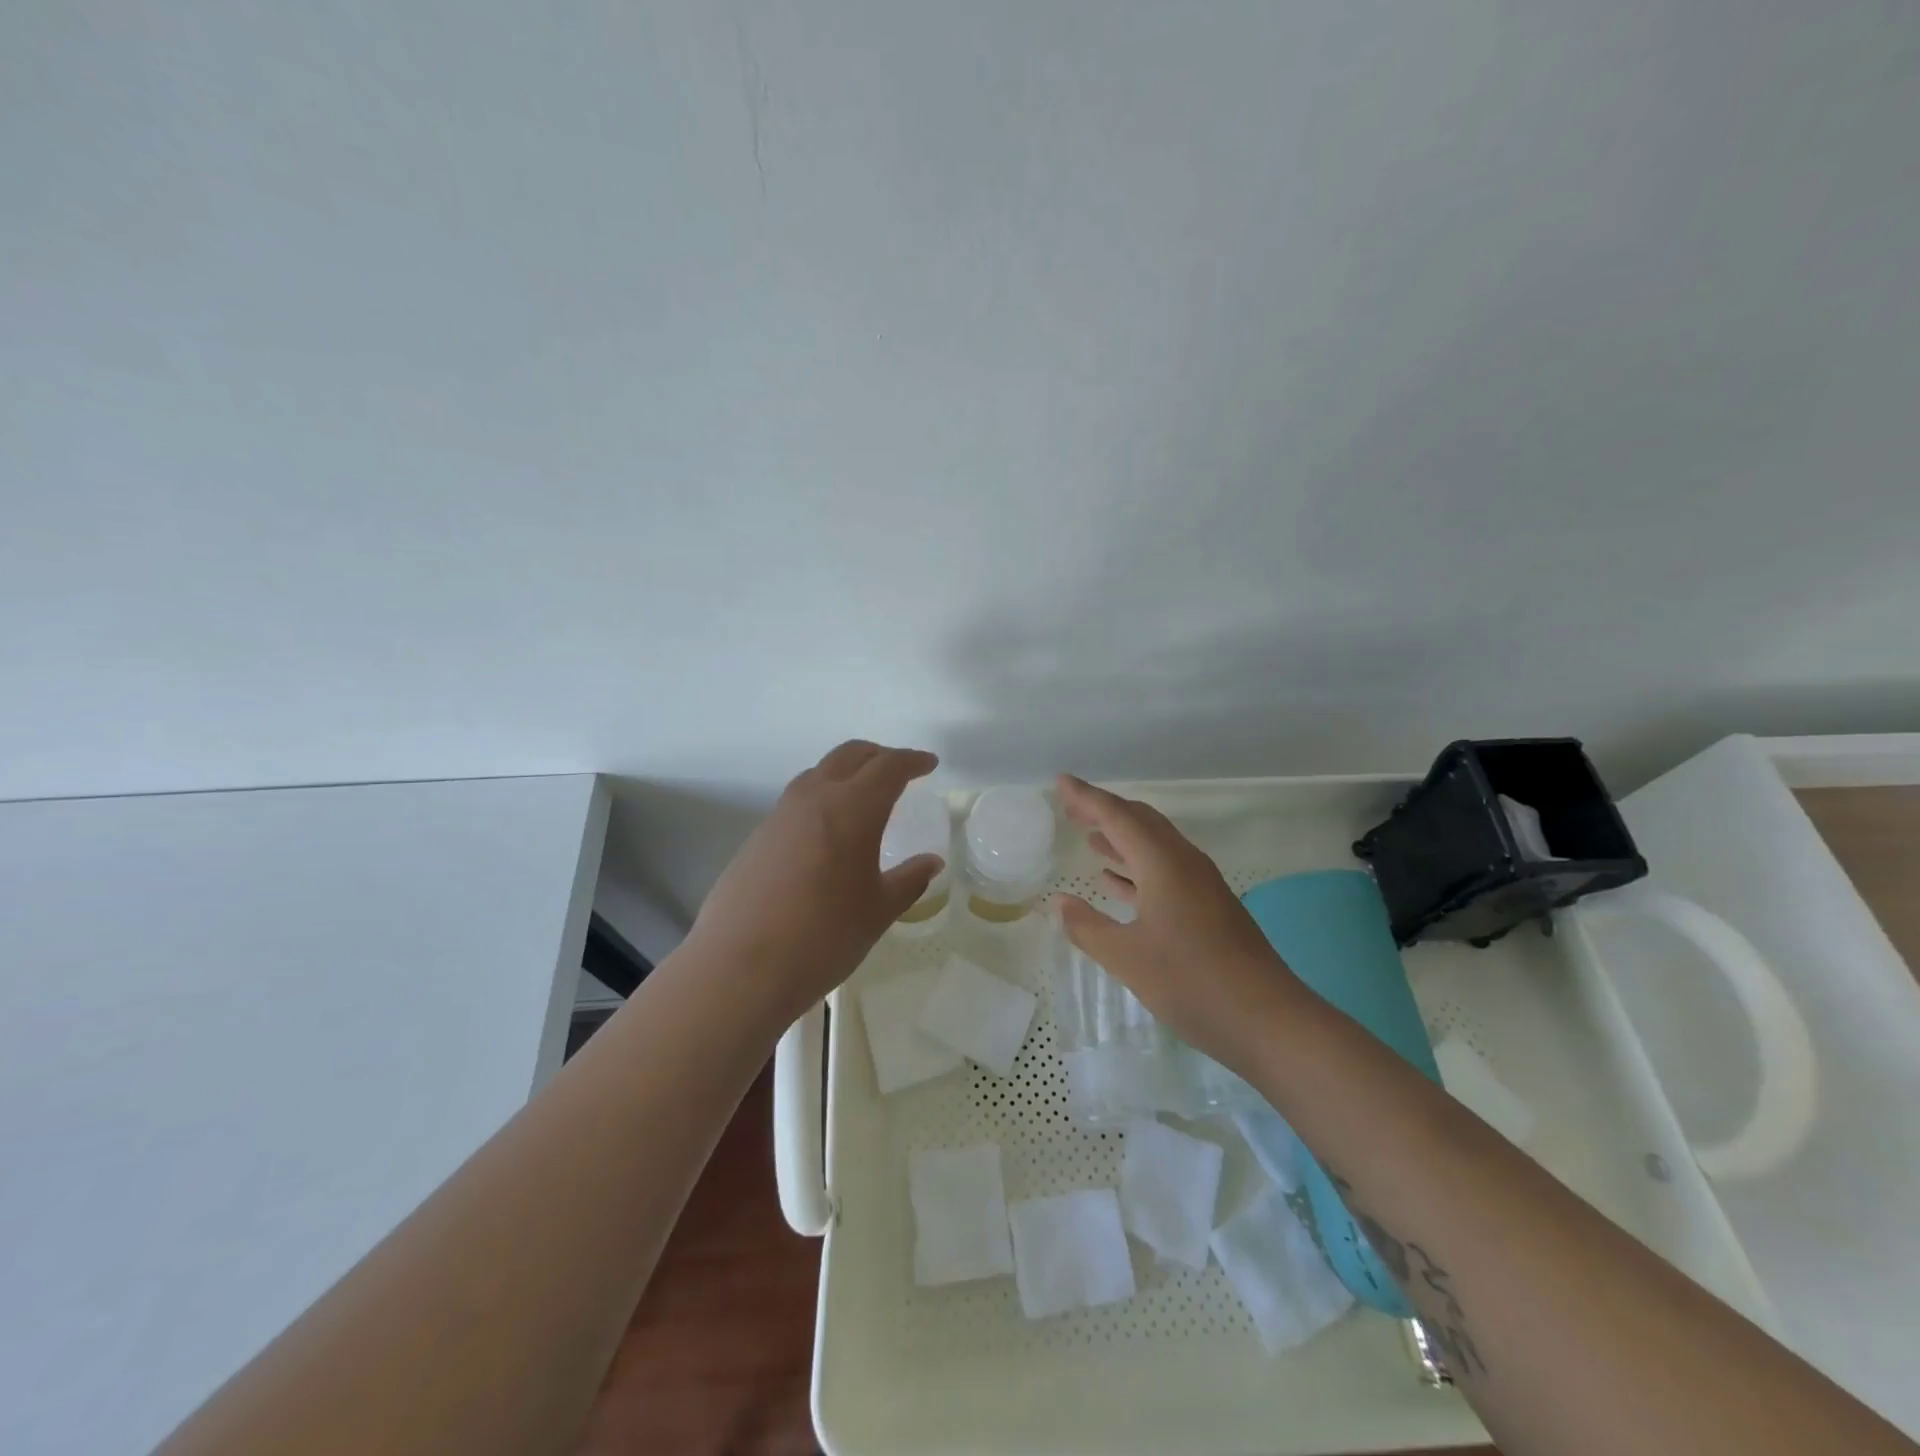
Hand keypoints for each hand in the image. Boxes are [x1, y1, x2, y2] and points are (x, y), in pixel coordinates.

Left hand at [687, 741, 944, 1024]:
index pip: (888, 767)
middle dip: (879, 756)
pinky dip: (822, 798)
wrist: (740, 968)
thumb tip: (931, 862)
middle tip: (900, 771)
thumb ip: (909, 880)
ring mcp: (780, 815)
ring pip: (819, 773)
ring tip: (864, 797)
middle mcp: (814, 799)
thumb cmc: (823, 938)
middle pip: (850, 755)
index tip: (929, 764)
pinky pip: (797, 800)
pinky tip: (827, 833)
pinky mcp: (757, 837)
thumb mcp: (878, 911)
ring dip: (847, 773)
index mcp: (852, 809)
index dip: (912, 761)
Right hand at [1054, 774, 1303, 1074]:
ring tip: (1089, 837)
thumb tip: (1059, 902)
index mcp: (1163, 863)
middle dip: (1104, 812)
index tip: (1061, 782)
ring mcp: (1200, 885)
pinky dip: (1136, 868)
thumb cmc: (1192, 982)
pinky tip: (1115, 881)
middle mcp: (1183, 863)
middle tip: (1071, 808)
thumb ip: (1088, 927)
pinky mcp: (1208, 907)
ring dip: (1121, 838)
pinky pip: (1164, 870)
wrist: (1269, 1020)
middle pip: (1140, 822)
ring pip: (1154, 846)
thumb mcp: (1127, 958)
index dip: (1086, 798)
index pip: (1117, 816)